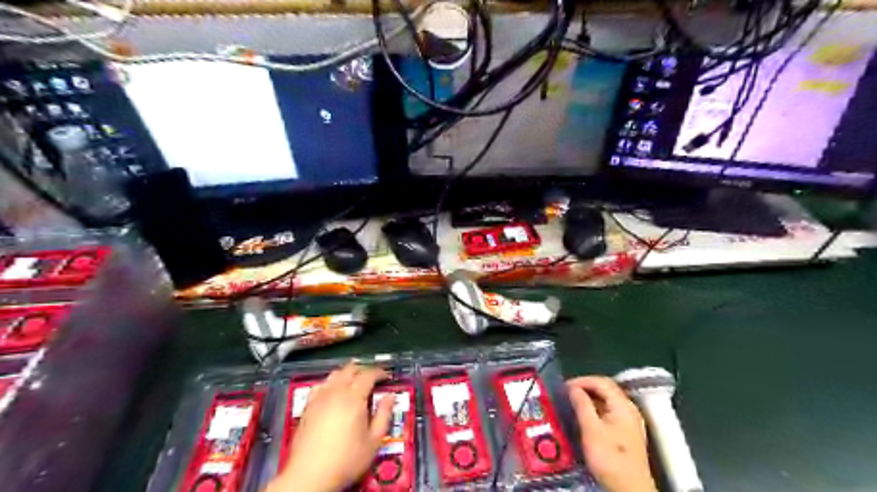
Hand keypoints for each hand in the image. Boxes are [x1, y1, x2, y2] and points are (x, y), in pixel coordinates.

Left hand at [265, 362, 392, 491]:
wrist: (309, 476)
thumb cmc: (346, 460)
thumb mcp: (373, 441)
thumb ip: (384, 415)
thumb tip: (390, 396)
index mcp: (354, 397)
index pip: (368, 374)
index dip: (380, 372)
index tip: (387, 376)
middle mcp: (336, 392)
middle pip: (350, 370)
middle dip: (363, 369)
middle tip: (373, 377)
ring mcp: (319, 398)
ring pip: (334, 375)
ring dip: (347, 373)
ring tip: (354, 380)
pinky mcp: (307, 407)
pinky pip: (320, 385)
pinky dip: (330, 382)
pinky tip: (332, 391)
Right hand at [566, 377, 652, 491]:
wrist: (629, 488)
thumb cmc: (609, 457)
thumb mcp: (591, 429)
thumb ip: (582, 405)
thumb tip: (573, 389)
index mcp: (623, 405)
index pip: (601, 382)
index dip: (582, 380)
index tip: (565, 386)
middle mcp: (629, 410)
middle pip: (606, 389)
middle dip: (585, 388)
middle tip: (567, 393)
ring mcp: (630, 422)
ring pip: (607, 401)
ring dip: (590, 399)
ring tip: (573, 403)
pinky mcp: (627, 433)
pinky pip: (609, 412)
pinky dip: (595, 409)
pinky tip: (585, 417)